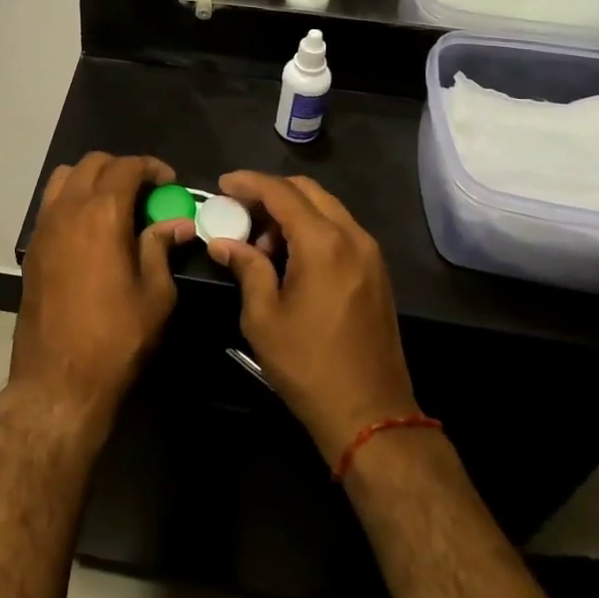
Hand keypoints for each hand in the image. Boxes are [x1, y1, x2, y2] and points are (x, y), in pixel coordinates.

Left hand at [14, 153, 187, 427]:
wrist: (58, 380)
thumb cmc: (116, 338)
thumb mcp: (155, 294)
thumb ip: (162, 248)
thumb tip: (178, 223)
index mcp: (102, 213)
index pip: (127, 167)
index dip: (152, 167)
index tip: (170, 183)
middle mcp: (68, 209)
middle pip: (93, 164)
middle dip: (122, 168)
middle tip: (146, 192)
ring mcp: (44, 227)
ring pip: (65, 177)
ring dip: (92, 178)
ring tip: (115, 203)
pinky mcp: (32, 247)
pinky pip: (52, 203)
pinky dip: (72, 199)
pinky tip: (91, 228)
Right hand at [206, 172, 418, 465]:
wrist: (372, 414)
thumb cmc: (308, 365)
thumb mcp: (264, 317)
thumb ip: (246, 268)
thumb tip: (223, 243)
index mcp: (322, 243)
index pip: (280, 192)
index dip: (248, 183)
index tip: (222, 184)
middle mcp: (352, 236)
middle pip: (307, 191)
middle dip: (271, 192)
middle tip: (240, 210)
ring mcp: (370, 253)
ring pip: (326, 208)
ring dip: (292, 212)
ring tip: (262, 242)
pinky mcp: (376, 272)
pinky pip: (340, 230)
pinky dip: (312, 229)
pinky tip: (291, 257)